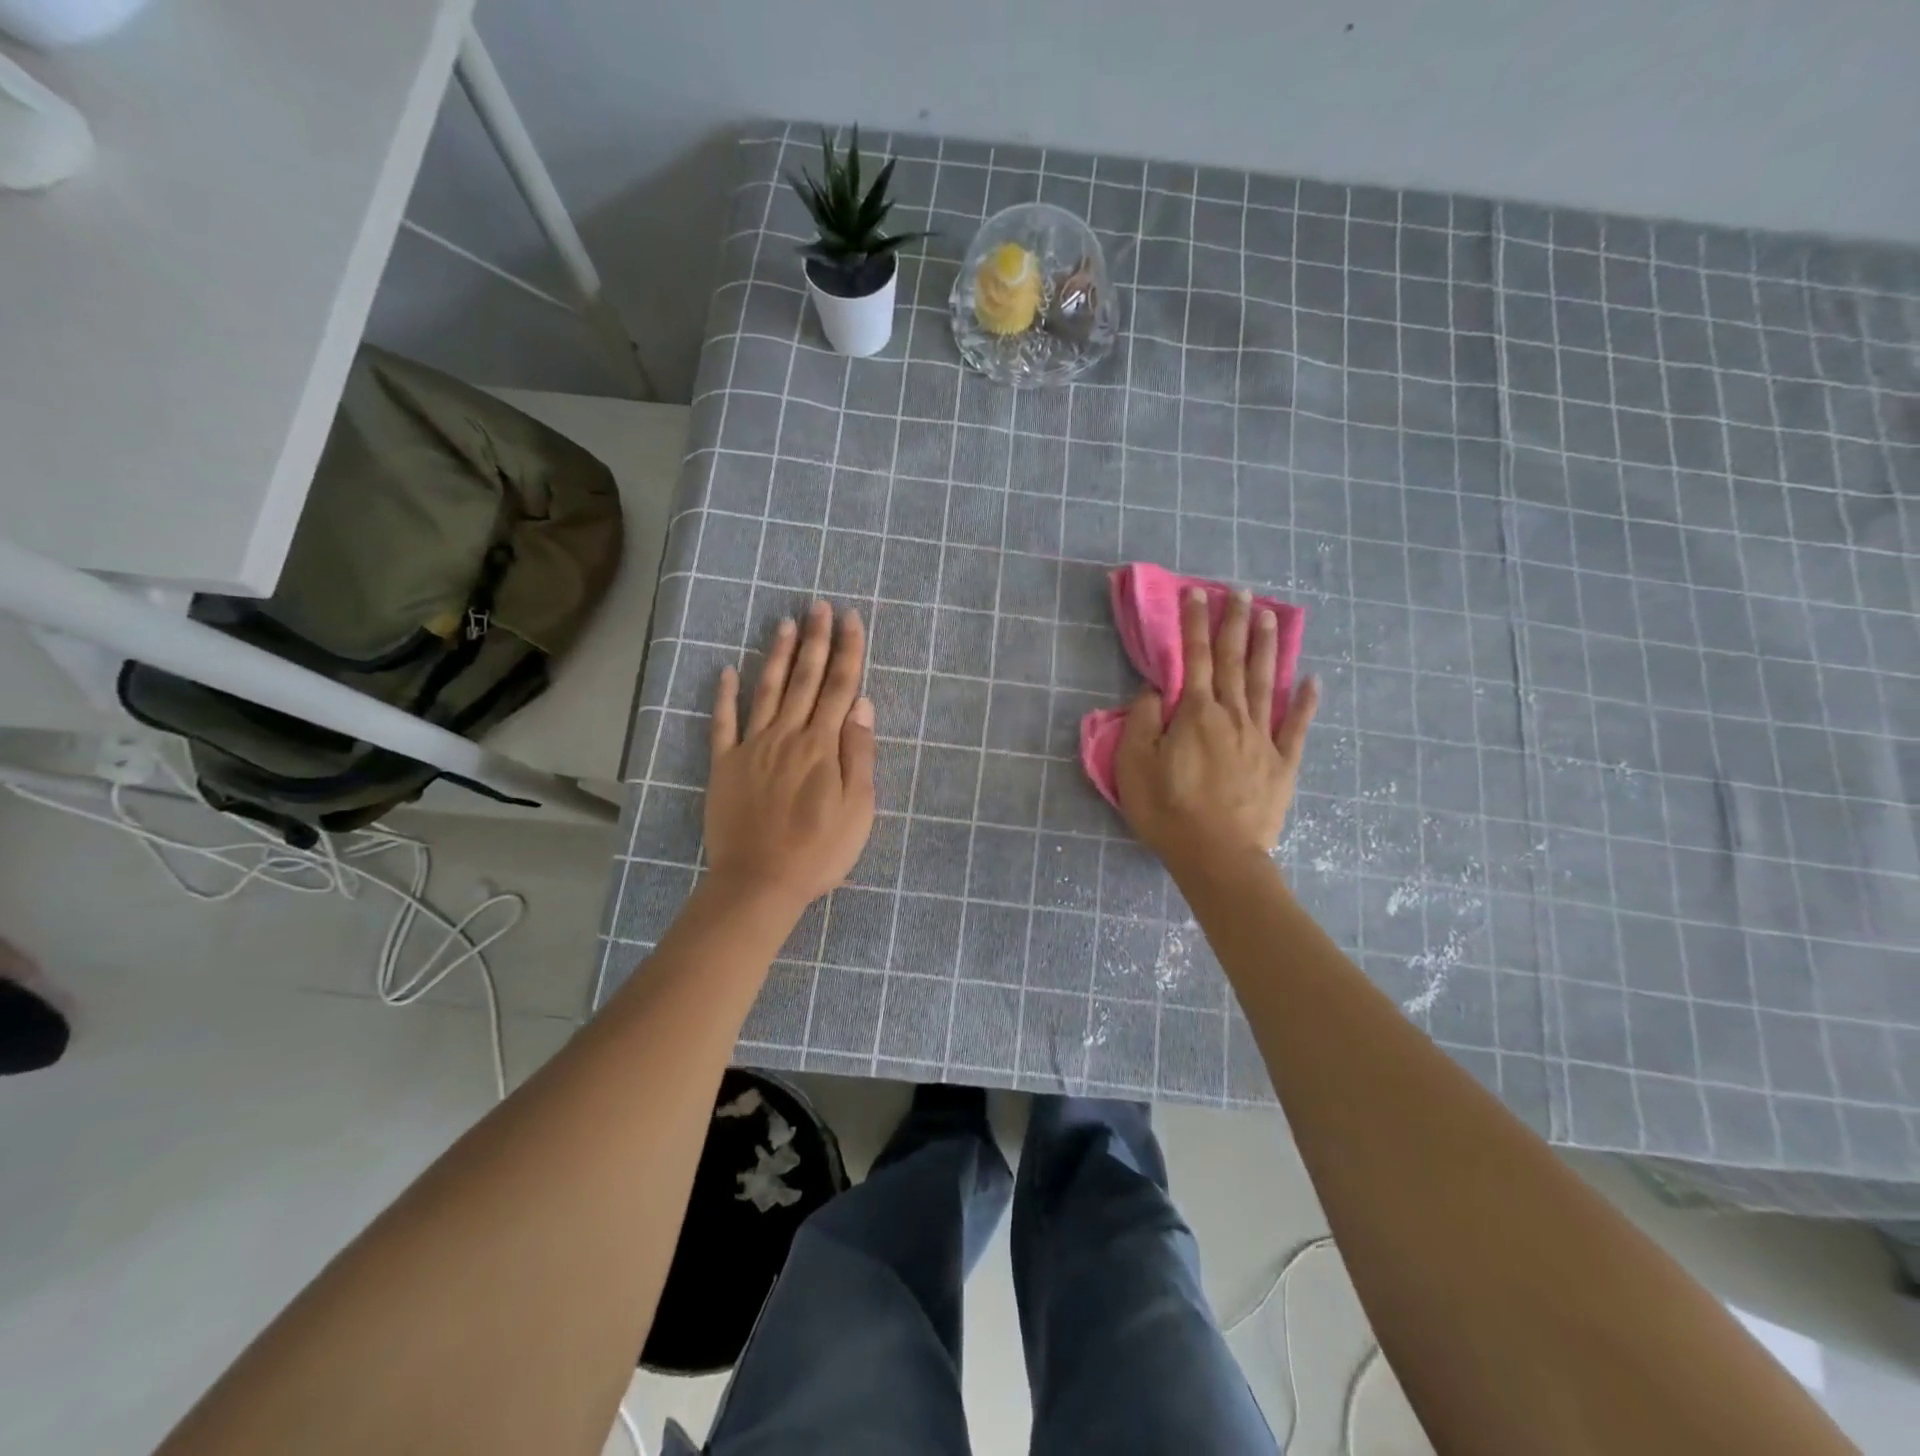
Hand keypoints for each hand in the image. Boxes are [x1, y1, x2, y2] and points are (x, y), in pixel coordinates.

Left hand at [706, 602, 875, 911]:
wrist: (760, 882)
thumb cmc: (819, 851)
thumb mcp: (858, 809)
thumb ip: (859, 754)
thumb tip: (861, 705)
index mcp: (822, 746)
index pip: (839, 687)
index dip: (847, 651)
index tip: (852, 619)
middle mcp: (787, 735)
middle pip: (805, 679)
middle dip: (815, 640)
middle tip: (819, 606)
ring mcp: (752, 747)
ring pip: (767, 691)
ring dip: (777, 655)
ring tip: (784, 623)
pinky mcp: (724, 765)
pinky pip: (722, 723)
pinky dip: (724, 695)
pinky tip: (726, 670)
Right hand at [1114, 587, 1317, 878]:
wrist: (1218, 856)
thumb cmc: (1168, 811)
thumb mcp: (1134, 766)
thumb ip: (1142, 721)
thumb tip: (1156, 690)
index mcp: (1196, 714)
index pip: (1195, 657)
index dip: (1194, 623)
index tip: (1196, 593)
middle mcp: (1233, 716)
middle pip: (1235, 661)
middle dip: (1234, 623)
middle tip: (1240, 591)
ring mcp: (1263, 739)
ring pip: (1267, 683)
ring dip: (1268, 648)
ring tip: (1271, 616)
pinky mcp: (1283, 764)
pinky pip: (1297, 727)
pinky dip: (1306, 702)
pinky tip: (1312, 680)